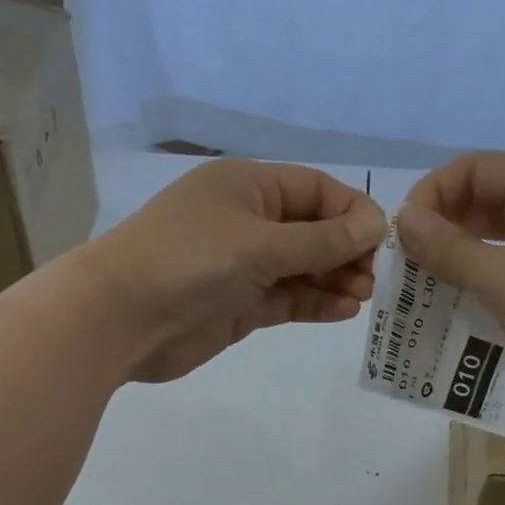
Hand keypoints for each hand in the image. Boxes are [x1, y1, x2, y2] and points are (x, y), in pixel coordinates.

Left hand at [78, 159, 386, 383]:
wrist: (121, 318)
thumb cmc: (190, 261)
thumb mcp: (261, 243)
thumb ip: (321, 239)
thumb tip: (376, 225)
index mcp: (248, 187)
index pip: (315, 189)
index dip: (352, 211)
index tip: (382, 241)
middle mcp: (248, 221)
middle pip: (312, 229)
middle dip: (346, 250)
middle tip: (375, 277)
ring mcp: (242, 265)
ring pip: (302, 267)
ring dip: (334, 279)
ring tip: (363, 295)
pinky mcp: (238, 305)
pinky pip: (286, 298)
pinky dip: (314, 302)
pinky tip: (342, 310)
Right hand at [397, 151, 504, 415]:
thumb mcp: (501, 276)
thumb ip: (448, 247)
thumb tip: (403, 218)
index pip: (475, 169)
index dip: (434, 193)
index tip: (403, 235)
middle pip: (484, 200)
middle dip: (442, 227)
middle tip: (408, 265)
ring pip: (496, 239)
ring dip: (457, 258)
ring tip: (423, 287)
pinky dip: (480, 283)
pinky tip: (456, 307)